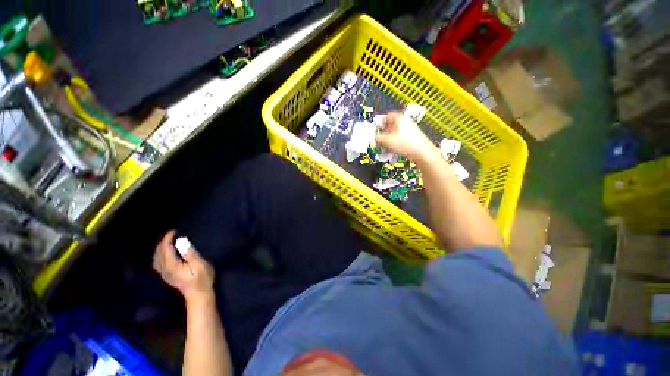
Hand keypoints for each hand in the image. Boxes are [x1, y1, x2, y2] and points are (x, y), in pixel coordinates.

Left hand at [153, 230, 213, 302]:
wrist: (198, 294)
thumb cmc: (202, 278)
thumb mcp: (199, 264)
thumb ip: (189, 253)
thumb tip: (181, 241)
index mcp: (172, 265)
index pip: (165, 249)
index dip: (168, 238)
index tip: (174, 230)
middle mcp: (165, 269)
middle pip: (159, 253)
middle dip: (163, 241)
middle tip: (172, 234)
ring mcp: (165, 273)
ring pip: (156, 258)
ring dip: (160, 248)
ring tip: (168, 241)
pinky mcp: (167, 275)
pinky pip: (158, 263)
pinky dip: (159, 255)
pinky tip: (165, 253)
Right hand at [375, 112, 434, 159]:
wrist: (422, 152)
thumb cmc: (405, 143)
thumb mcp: (388, 140)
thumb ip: (378, 138)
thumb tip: (373, 137)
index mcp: (400, 118)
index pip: (388, 115)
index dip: (381, 121)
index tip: (376, 128)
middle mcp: (406, 121)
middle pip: (392, 124)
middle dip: (384, 131)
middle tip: (380, 138)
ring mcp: (410, 129)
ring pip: (396, 131)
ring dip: (389, 137)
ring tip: (386, 145)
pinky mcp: (412, 137)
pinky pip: (401, 137)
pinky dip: (395, 141)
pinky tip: (394, 148)